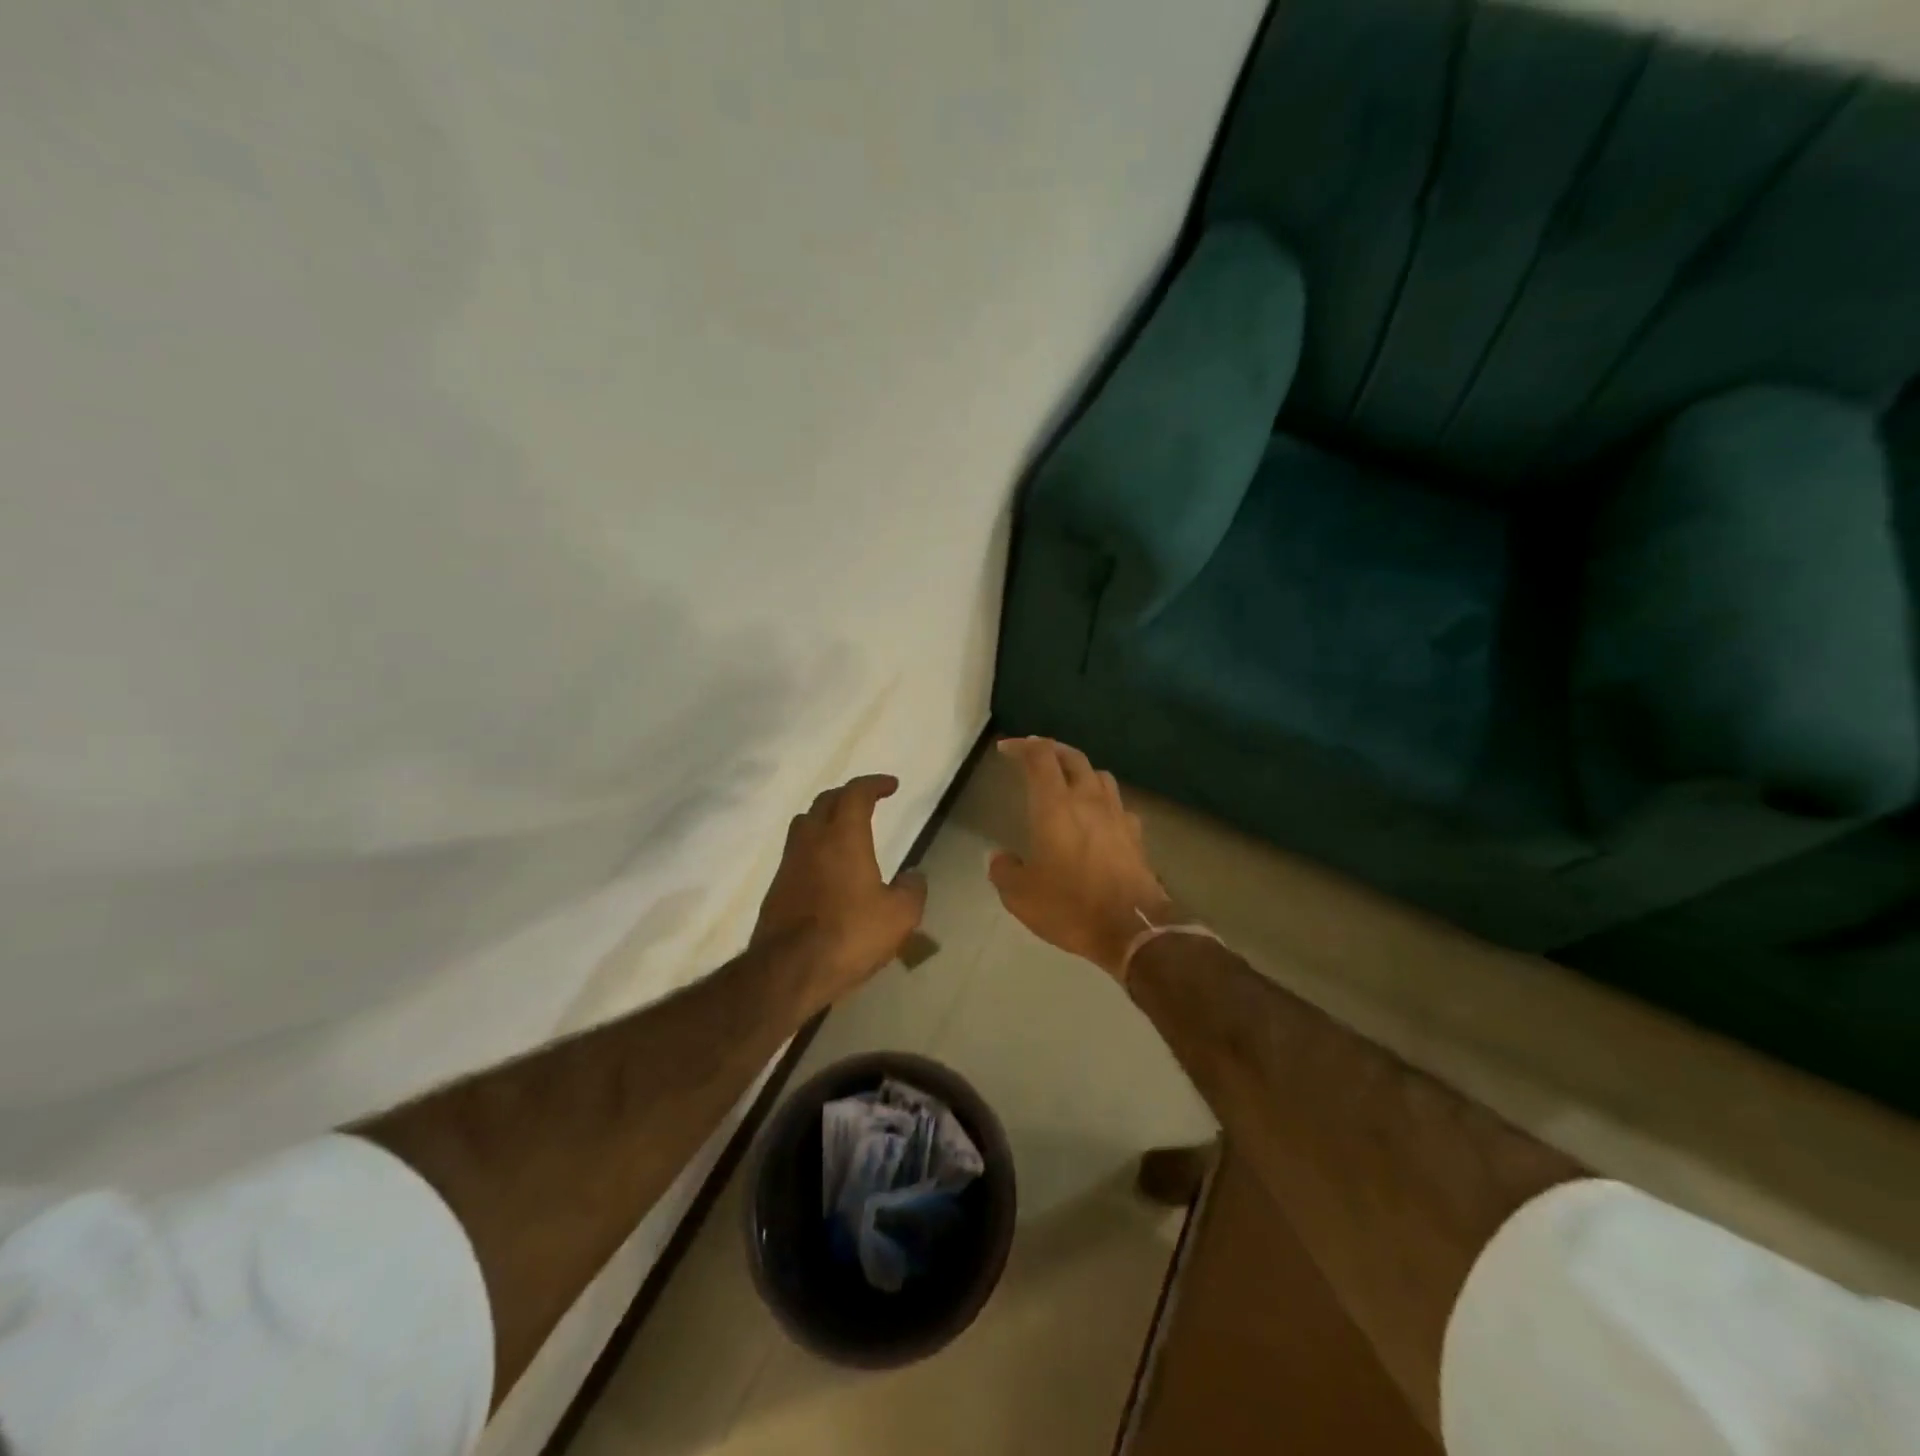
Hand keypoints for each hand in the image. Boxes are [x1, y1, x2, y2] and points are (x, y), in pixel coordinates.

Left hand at [754, 773, 927, 1005]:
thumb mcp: (900, 916)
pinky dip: (814, 848)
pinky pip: (797, 853)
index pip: (855, 794)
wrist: (788, 970)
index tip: (891, 786)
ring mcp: (789, 864)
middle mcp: (811, 841)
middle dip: (847, 795)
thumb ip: (912, 889)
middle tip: (867, 802)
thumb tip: (913, 876)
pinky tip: (827, 869)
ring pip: (805, 825)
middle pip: (825, 802)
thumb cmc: (849, 935)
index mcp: (843, 837)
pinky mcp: (776, 888)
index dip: (874, 784)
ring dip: (825, 818)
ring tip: (844, 831)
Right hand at [989, 737, 1174, 981]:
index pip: (1040, 757)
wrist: (1132, 927)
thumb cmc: (1071, 906)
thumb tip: (999, 858)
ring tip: (1067, 781)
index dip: (1022, 746)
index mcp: (1055, 806)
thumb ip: (1004, 871)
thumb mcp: (1021, 896)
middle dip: (1052, 749)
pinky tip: (1098, 817)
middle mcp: (1088, 800)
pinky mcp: (1135, 834)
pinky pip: (1118, 804)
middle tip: (1035, 754)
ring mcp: (1116, 815)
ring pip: (1100, 775)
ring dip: (1080, 771)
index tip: (1006, 749)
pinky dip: (1103, 801)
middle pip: (1073, 757)